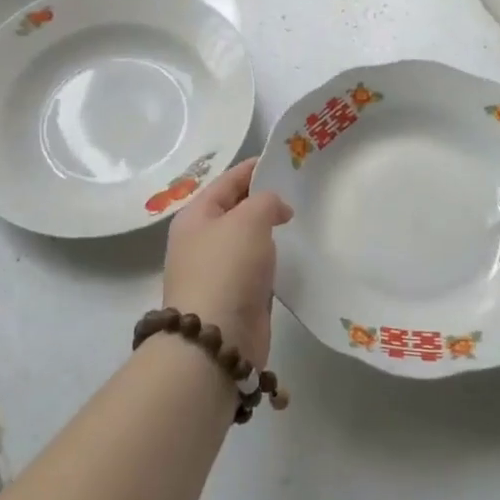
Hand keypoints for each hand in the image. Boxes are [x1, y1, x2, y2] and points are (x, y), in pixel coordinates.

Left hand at [162, 158, 292, 367]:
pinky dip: (273, 261)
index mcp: (195, 216)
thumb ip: (266, 201)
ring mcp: (217, 272)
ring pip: (248, 241)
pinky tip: (294, 257)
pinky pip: (257, 269)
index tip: (284, 160)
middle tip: (301, 190)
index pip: (227, 181)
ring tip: (303, 220)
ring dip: (270, 232)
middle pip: (236, 210)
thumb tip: (277, 210)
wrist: (216, 339)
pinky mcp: (234, 298)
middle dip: (265, 199)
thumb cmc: (227, 268)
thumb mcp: (248, 219)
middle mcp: (201, 241)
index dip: (254, 168)